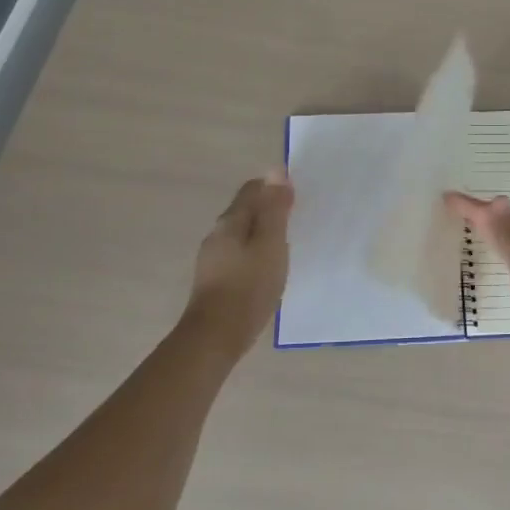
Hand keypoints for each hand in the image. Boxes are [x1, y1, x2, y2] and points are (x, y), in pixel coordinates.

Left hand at [182, 173, 293, 354]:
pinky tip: (268, 268)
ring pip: (242, 234)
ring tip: (286, 244)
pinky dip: (255, 253)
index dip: (274, 188)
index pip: (252, 190)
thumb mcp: (271, 245)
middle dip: (269, 210)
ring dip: (262, 233)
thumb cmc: (249, 287)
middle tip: (296, 219)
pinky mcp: (215, 280)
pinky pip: (239, 255)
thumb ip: (274, 209)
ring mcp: (213, 259)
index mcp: (230, 222)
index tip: (296, 197)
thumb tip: (276, 171)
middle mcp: (217, 235)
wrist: (215, 338)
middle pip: (245, 211)